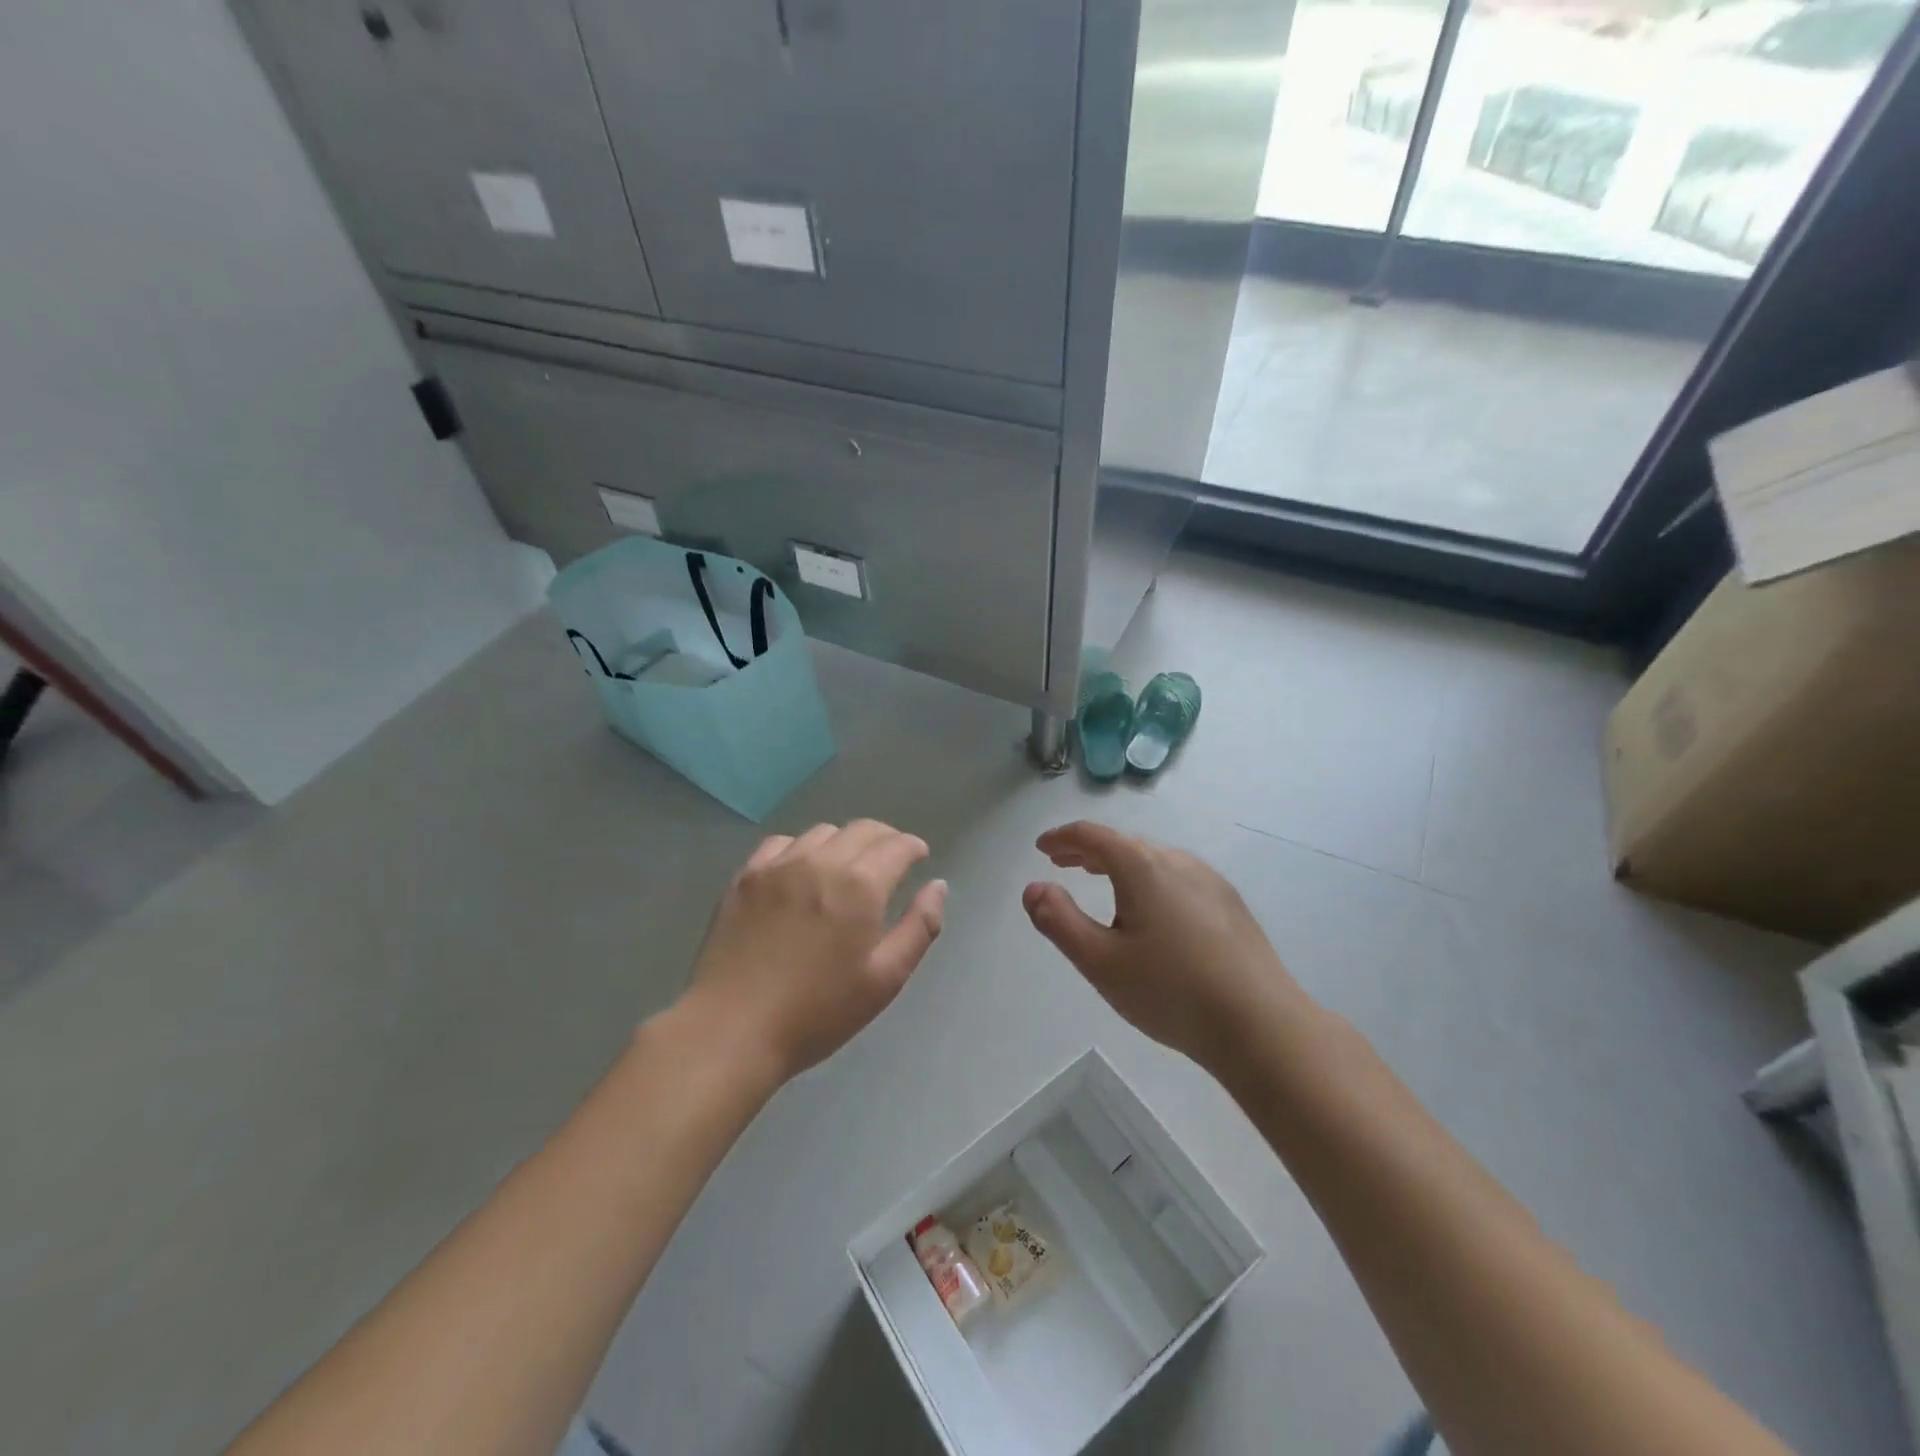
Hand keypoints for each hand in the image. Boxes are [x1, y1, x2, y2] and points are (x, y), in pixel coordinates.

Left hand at [684, 820, 946, 1084]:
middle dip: (885, 838)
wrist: (733, 1029)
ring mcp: (778, 865)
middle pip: (862, 829)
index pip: (896, 845)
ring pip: (822, 832)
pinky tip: (801, 870)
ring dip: (844, 841)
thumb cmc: (818, 1012)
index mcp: (859, 885)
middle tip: (891, 859)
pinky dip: (802, 848)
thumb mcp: (884, 980)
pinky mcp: (746, 877)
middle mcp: (820, 861)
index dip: (913, 846)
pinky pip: (781, 844)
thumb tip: (937, 885)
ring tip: (846, 866)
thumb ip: (919, 928)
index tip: (919, 855)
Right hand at [1022, 821, 1304, 1071]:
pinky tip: (1150, 909)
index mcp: (1143, 867)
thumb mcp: (1101, 961)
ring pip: (1153, 860)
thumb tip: (1033, 888)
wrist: (1261, 1025)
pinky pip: (1177, 878)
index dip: (1062, 838)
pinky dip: (1148, 879)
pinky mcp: (1229, 905)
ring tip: (1100, 881)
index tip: (1042, 848)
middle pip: (1123, 844)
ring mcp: (1209, 882)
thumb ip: (1060, 921)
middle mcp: (1178, 862)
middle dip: (1087, 851)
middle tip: (1061, 863)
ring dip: (1119, 864)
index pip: (1093, 836)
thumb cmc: (1171, 992)